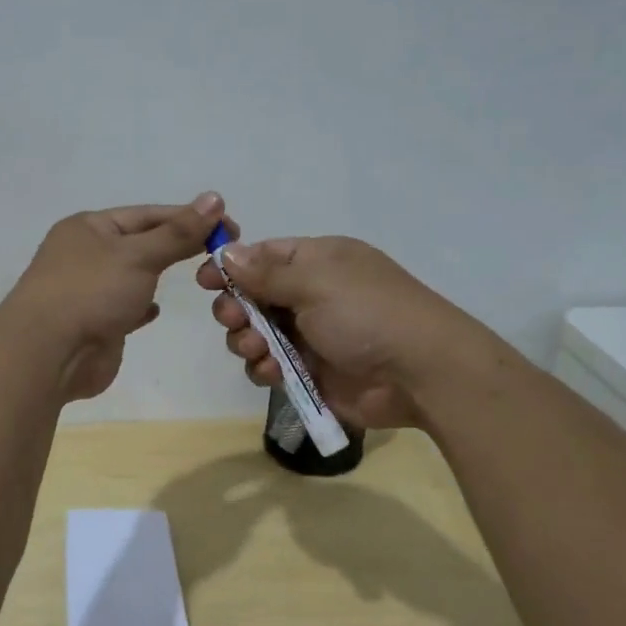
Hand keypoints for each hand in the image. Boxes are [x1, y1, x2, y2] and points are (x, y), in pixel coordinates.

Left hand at [7, 193, 232, 401]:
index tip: (228, 226)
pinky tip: (157, 309)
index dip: (188, 218)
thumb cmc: (91, 292)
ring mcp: (88, 290)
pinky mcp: (94, 324)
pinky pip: (123, 307)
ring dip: (158, 274)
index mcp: (89, 227)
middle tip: (221, 253)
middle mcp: (85, 254)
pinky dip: (142, 305)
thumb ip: (178, 232)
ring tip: (198, 276)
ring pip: (132, 275)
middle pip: (141, 243)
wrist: (49, 354)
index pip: (148, 214)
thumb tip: (215, 198)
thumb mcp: (139, 255)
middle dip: (177, 245)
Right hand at [195, 235, 484, 428]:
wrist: (420, 373)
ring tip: (257, 349)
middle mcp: (311, 295)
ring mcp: (310, 335)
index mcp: (317, 262)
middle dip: (236, 308)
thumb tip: (228, 251)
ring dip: (247, 340)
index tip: (205, 281)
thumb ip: (266, 272)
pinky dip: (264, 368)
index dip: (232, 267)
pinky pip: (270, 366)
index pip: (263, 256)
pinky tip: (271, 372)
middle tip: (234, 319)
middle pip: (253, 296)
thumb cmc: (367, 313)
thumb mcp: (315, 281)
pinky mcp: (310, 372)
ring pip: (256, 333)